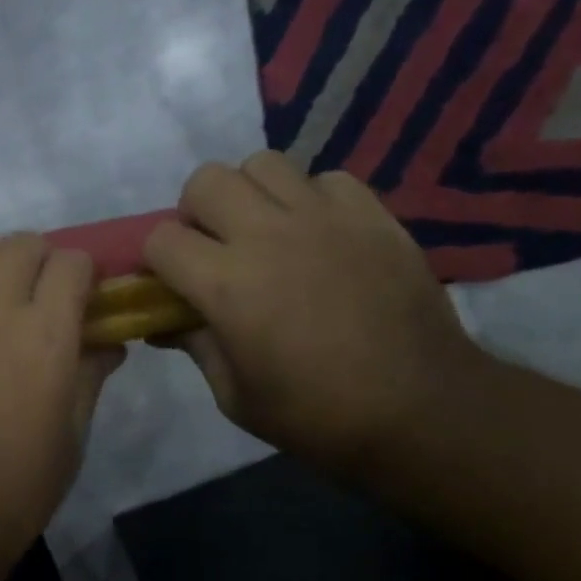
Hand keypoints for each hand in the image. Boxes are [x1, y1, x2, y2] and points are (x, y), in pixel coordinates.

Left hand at [0, 234, 125, 547]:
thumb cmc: (19, 484)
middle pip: (17, 245)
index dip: (81, 271)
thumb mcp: (73, 435)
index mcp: (45, 334)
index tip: (80, 291)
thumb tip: (109, 344)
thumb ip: (91, 377)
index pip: (70, 263)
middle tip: (35, 288)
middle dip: (36, 257)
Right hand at [143, 153, 482, 472]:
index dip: (157, 261)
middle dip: (196, 212)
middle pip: (206, 181)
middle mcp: (268, 235)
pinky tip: (321, 236)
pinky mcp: (372, 215)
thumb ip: (195, 346)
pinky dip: (312, 199)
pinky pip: (326, 179)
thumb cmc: (318, 415)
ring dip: (251, 195)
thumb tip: (165, 322)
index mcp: (227, 284)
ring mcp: (324, 218)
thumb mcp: (236, 396)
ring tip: (266, 232)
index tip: (171, 284)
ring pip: (263, 164)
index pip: (161, 239)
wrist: (423, 411)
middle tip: (215, 249)